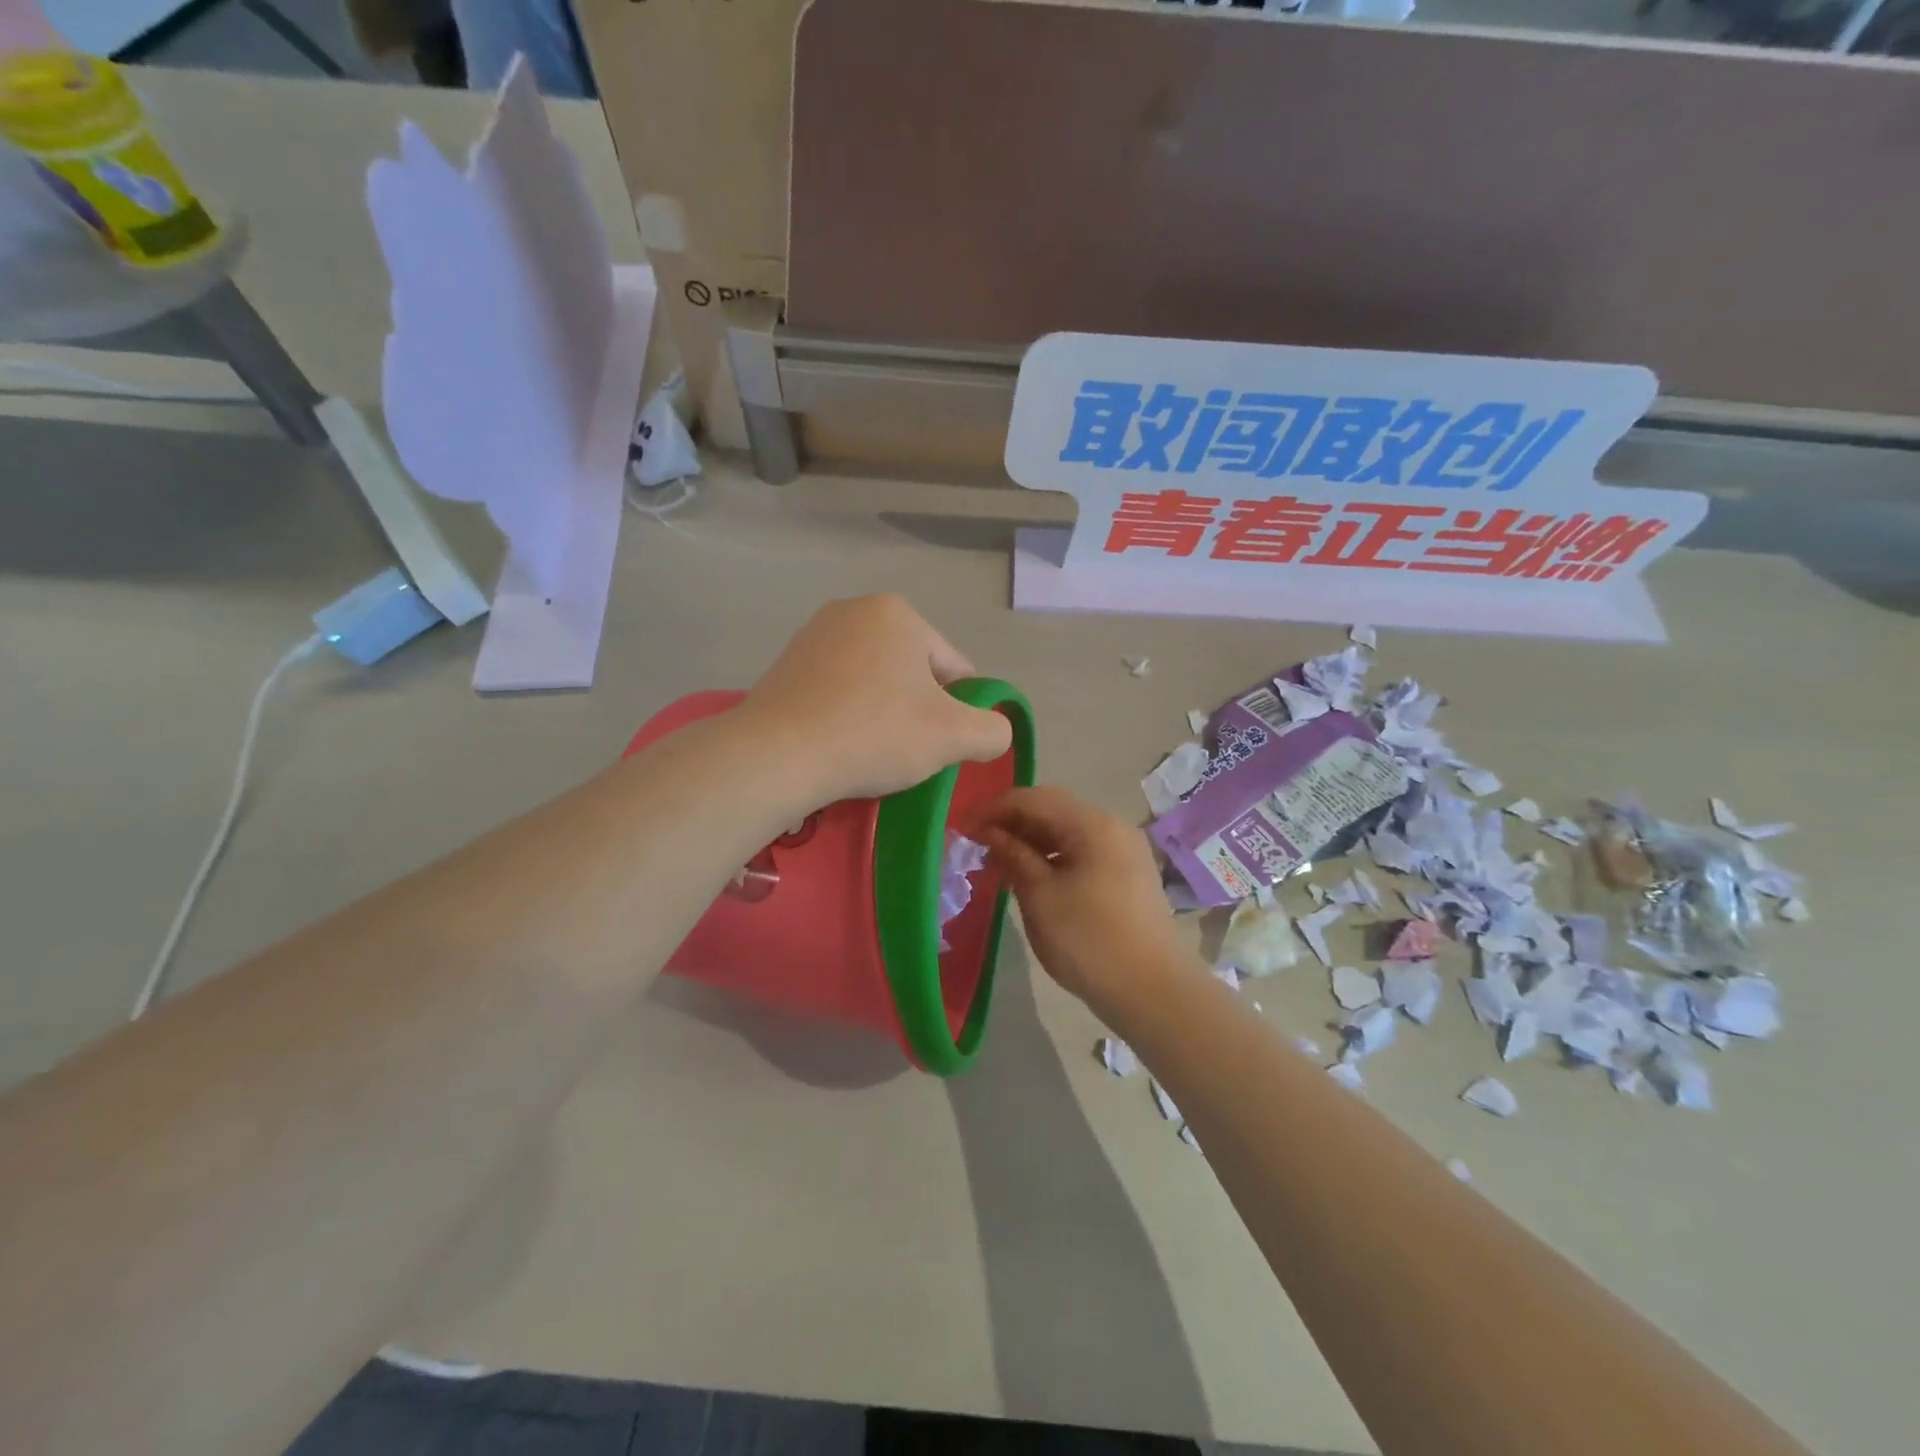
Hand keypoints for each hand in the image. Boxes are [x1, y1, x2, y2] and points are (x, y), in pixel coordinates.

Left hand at [739, 595, 1011, 804]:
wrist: (776, 755)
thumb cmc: (874, 734)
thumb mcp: (954, 737)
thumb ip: (993, 730)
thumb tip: (992, 730)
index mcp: (898, 613)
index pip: (954, 669)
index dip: (959, 712)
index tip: (941, 746)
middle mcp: (854, 610)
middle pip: (913, 672)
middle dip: (918, 711)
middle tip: (906, 752)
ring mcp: (814, 634)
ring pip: (875, 682)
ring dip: (884, 714)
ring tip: (870, 751)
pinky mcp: (786, 664)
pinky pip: (838, 691)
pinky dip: (848, 715)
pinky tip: (839, 744)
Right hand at [972, 785, 1193, 1011]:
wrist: (1154, 991)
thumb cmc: (1089, 941)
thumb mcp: (1040, 897)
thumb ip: (1013, 856)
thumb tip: (989, 832)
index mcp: (1092, 823)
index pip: (1033, 798)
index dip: (994, 808)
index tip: (963, 829)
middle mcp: (1112, 826)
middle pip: (1052, 810)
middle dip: (1011, 823)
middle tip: (977, 846)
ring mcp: (1123, 850)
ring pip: (1067, 831)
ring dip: (1030, 841)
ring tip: (998, 865)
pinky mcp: (1127, 874)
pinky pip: (1082, 851)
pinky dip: (1052, 857)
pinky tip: (1031, 878)